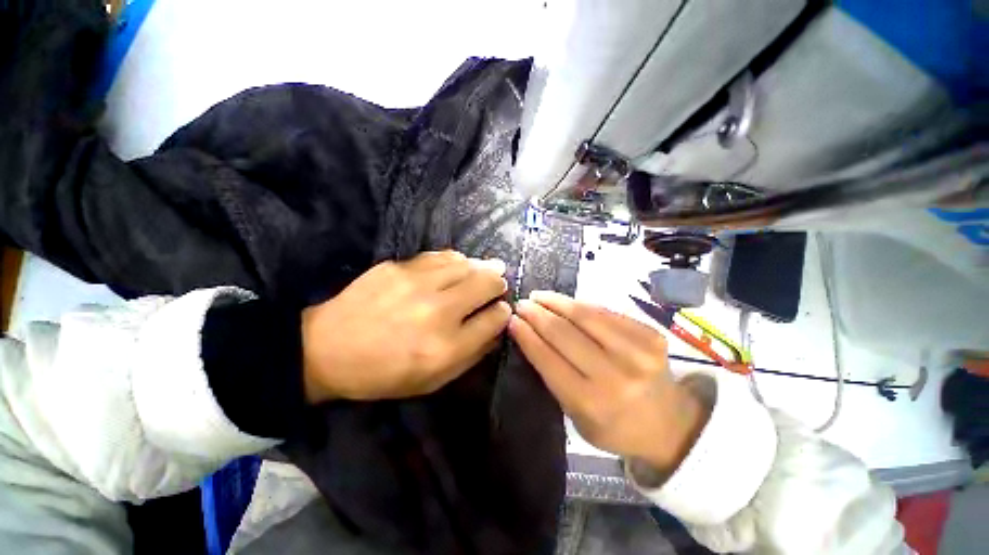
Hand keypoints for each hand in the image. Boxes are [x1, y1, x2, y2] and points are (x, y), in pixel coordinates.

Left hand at [302, 251, 510, 401]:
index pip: (495, 318)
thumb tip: (496, 328)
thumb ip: (472, 355)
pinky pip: (440, 256)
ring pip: (467, 264)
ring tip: (484, 270)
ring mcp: (416, 284)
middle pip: (487, 283)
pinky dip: (456, 260)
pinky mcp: (398, 267)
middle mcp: (437, 311)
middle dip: (498, 283)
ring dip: (481, 267)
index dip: (503, 312)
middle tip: (498, 284)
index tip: (502, 310)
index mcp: (446, 347)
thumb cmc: (384, 373)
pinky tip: (458, 264)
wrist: (327, 349)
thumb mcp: (433, 380)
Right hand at [509, 291, 709, 473]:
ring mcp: (638, 352)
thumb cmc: (614, 424)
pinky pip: (605, 312)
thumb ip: (553, 375)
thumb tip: (529, 335)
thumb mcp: (575, 414)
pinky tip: (566, 302)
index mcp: (591, 403)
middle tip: (522, 303)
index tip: (511, 320)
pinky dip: (581, 305)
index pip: (547, 358)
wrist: (669, 423)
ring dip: (556, 301)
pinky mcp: (651, 334)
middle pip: (564, 333)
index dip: (526, 335)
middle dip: (537, 314)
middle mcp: (614, 376)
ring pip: (585, 315)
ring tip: (539, 296)